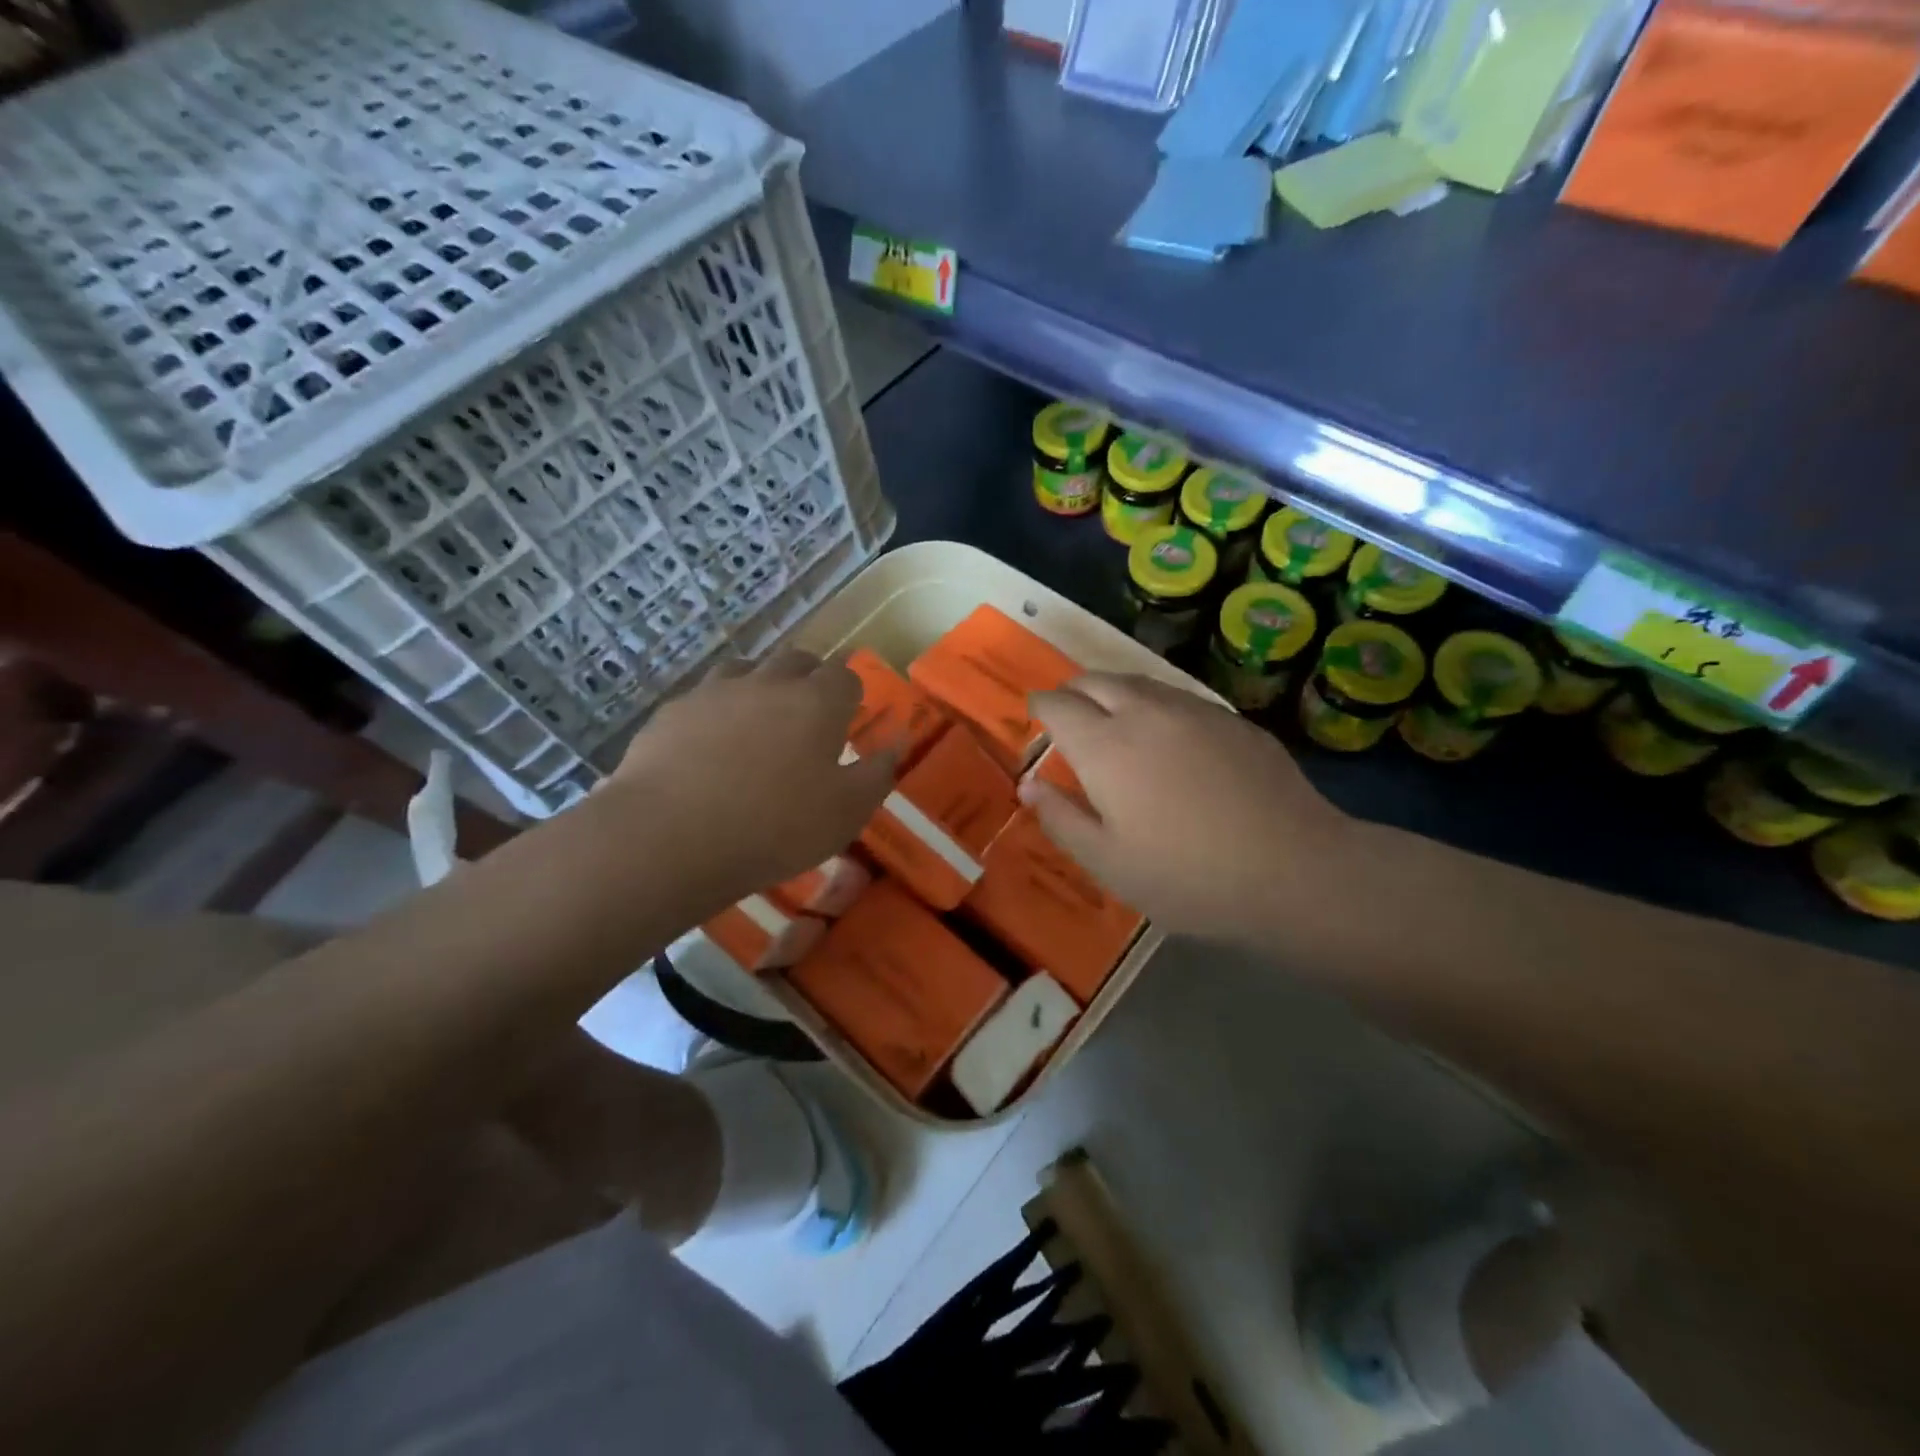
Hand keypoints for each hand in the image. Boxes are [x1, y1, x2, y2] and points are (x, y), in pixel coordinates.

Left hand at [599, 649, 893, 909]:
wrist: (672, 837)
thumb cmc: (776, 828)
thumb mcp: (846, 813)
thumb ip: (877, 774)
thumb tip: (896, 743)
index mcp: (817, 702)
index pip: (844, 677)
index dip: (849, 695)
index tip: (847, 720)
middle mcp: (768, 683)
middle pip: (796, 661)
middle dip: (809, 679)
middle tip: (808, 715)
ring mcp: (715, 691)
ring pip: (747, 669)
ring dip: (760, 686)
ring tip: (759, 721)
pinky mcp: (673, 711)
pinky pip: (704, 697)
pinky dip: (716, 711)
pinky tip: (709, 745)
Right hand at [1020, 674, 1355, 944]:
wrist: (1294, 869)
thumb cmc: (1187, 876)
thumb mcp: (1108, 863)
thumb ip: (1061, 818)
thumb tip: (1029, 783)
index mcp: (1105, 746)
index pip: (1058, 704)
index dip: (1040, 705)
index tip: (1035, 715)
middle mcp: (1144, 712)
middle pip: (1095, 679)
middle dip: (1073, 690)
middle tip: (1068, 714)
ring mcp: (1193, 710)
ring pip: (1139, 682)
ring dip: (1113, 692)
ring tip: (1112, 719)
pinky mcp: (1232, 719)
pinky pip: (1177, 696)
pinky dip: (1154, 704)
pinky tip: (1166, 735)